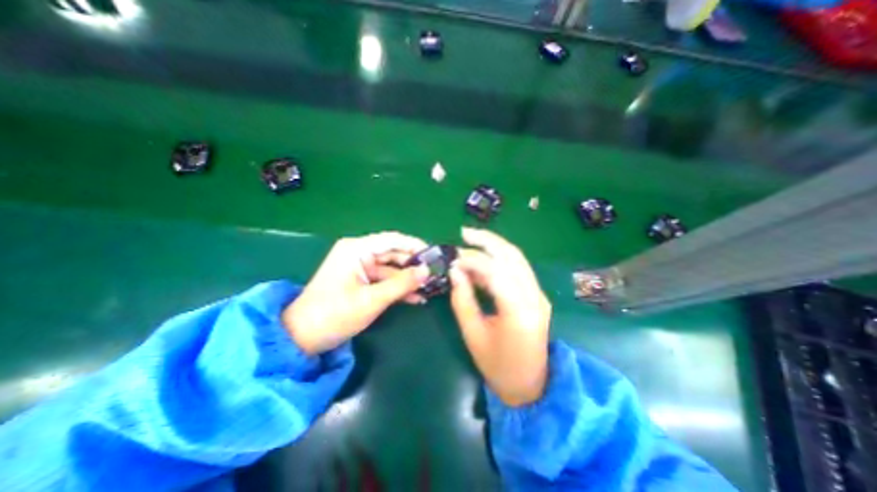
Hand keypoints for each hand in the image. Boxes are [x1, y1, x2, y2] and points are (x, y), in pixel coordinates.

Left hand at [282, 232, 429, 355]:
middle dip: (414, 266)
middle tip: (435, 276)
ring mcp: (360, 267)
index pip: (393, 240)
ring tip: (430, 289)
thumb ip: (401, 283)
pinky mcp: (361, 280)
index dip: (415, 246)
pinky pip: (384, 280)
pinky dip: (398, 288)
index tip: (435, 256)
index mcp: (357, 249)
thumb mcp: (371, 300)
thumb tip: (427, 271)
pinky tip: (415, 298)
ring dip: (408, 279)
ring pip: (392, 268)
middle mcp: (359, 253)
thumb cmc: (334, 315)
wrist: (302, 337)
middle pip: (394, 254)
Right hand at [447, 228, 549, 405]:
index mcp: (519, 311)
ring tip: (472, 239)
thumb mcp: (473, 334)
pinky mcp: (537, 295)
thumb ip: (462, 299)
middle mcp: (535, 296)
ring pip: (517, 258)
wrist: (531, 386)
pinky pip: (518, 269)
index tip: (453, 259)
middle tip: (464, 232)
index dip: (472, 260)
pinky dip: (499, 259)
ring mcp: (539, 294)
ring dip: (495, 246)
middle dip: (487, 240)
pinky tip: (483, 260)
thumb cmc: (498, 366)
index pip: (495, 271)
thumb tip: (455, 270)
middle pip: (512, 255)